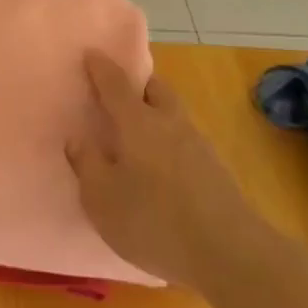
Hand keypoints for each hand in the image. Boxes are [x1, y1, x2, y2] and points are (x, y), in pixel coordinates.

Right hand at [66, 51, 263, 288]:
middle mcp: (169, 124)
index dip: (100, 67)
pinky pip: (184, 140)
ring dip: (155, 112)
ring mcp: (198, 146)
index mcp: (137, 123)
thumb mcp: (101, 198)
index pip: (115, 84)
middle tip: (118, 92)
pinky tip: (160, 164)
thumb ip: (87, 165)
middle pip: (155, 89)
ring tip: (137, 132)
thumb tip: (77, 139)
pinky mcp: (215, 171)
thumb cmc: (153, 221)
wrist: (229, 254)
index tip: (90, 53)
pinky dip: (168, 140)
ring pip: (173, 114)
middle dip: (137, 84)